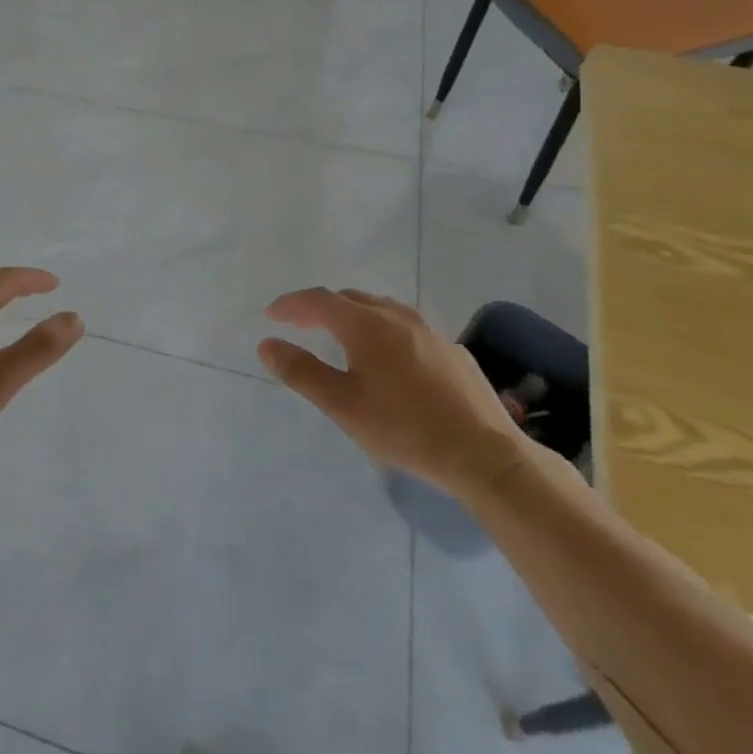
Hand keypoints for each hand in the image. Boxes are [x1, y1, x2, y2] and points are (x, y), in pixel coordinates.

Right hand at [259, 288, 520, 497]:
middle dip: (320, 308)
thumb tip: (267, 344)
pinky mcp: (451, 349)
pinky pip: (405, 325)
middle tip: (300, 324)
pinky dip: (381, 328)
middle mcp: (397, 316)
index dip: (292, 304)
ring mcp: (429, 330)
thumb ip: (302, 372)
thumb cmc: (406, 429)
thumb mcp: (344, 406)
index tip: (271, 315)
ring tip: (339, 334)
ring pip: (380, 309)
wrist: (486, 454)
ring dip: (352, 314)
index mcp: (366, 325)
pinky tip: (387, 356)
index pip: (319, 300)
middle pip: (350, 299)